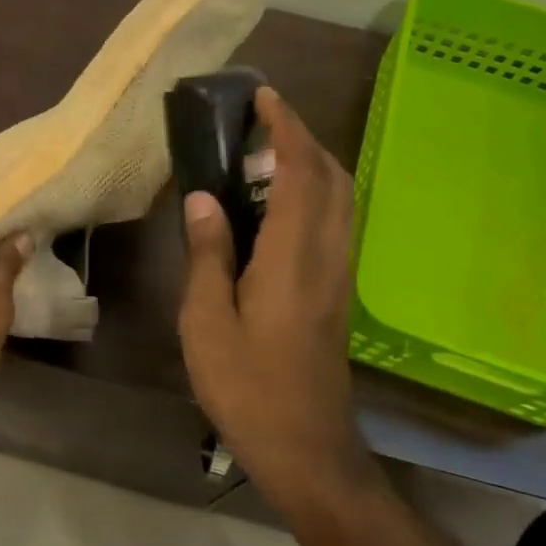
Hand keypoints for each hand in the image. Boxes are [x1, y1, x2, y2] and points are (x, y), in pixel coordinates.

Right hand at [178, 88, 370, 500]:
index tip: (265, 96)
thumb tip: (204, 199)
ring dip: (313, 163)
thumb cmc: (248, 388)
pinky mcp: (338, 292)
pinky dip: (316, 194)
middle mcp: (327, 255)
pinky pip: (336, 222)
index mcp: (292, 257)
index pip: (299, 172)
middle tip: (263, 122)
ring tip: (267, 155)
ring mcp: (339, 274)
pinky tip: (280, 207)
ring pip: (341, 198)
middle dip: (304, 138)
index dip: (286, 128)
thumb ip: (207, 256)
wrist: (308, 449)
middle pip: (332, 177)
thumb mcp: (207, 323)